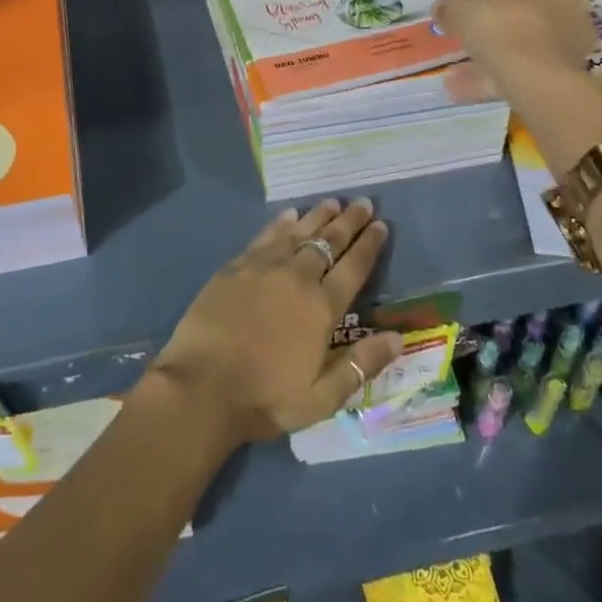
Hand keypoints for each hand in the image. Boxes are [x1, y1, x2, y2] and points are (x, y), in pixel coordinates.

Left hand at [148, 199, 401, 444]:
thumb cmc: (265, 398)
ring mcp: (264, 268)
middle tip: (363, 203)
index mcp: (322, 308)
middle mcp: (297, 278)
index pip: (354, 267)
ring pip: (298, 233)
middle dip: (349, 221)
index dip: (369, 244)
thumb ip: (361, 364)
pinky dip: (281, 223)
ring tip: (332, 202)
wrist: (202, 387)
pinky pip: (265, 236)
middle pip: (329, 242)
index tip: (381, 224)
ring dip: (318, 216)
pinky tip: (289, 215)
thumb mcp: (323, 397)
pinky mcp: (235, 267)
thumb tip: (399, 338)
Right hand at [434, 0, 598, 108]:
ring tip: (460, 69)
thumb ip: (449, 6)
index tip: (463, 2)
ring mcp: (570, 34)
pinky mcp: (568, 66)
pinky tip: (469, 87)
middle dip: (492, 20)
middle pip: (520, 7)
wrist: (534, 74)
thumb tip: (443, 9)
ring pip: (523, 40)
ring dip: (494, 51)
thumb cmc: (497, 24)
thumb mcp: (458, 7)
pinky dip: (498, 74)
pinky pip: (526, 66)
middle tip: (465, 33)